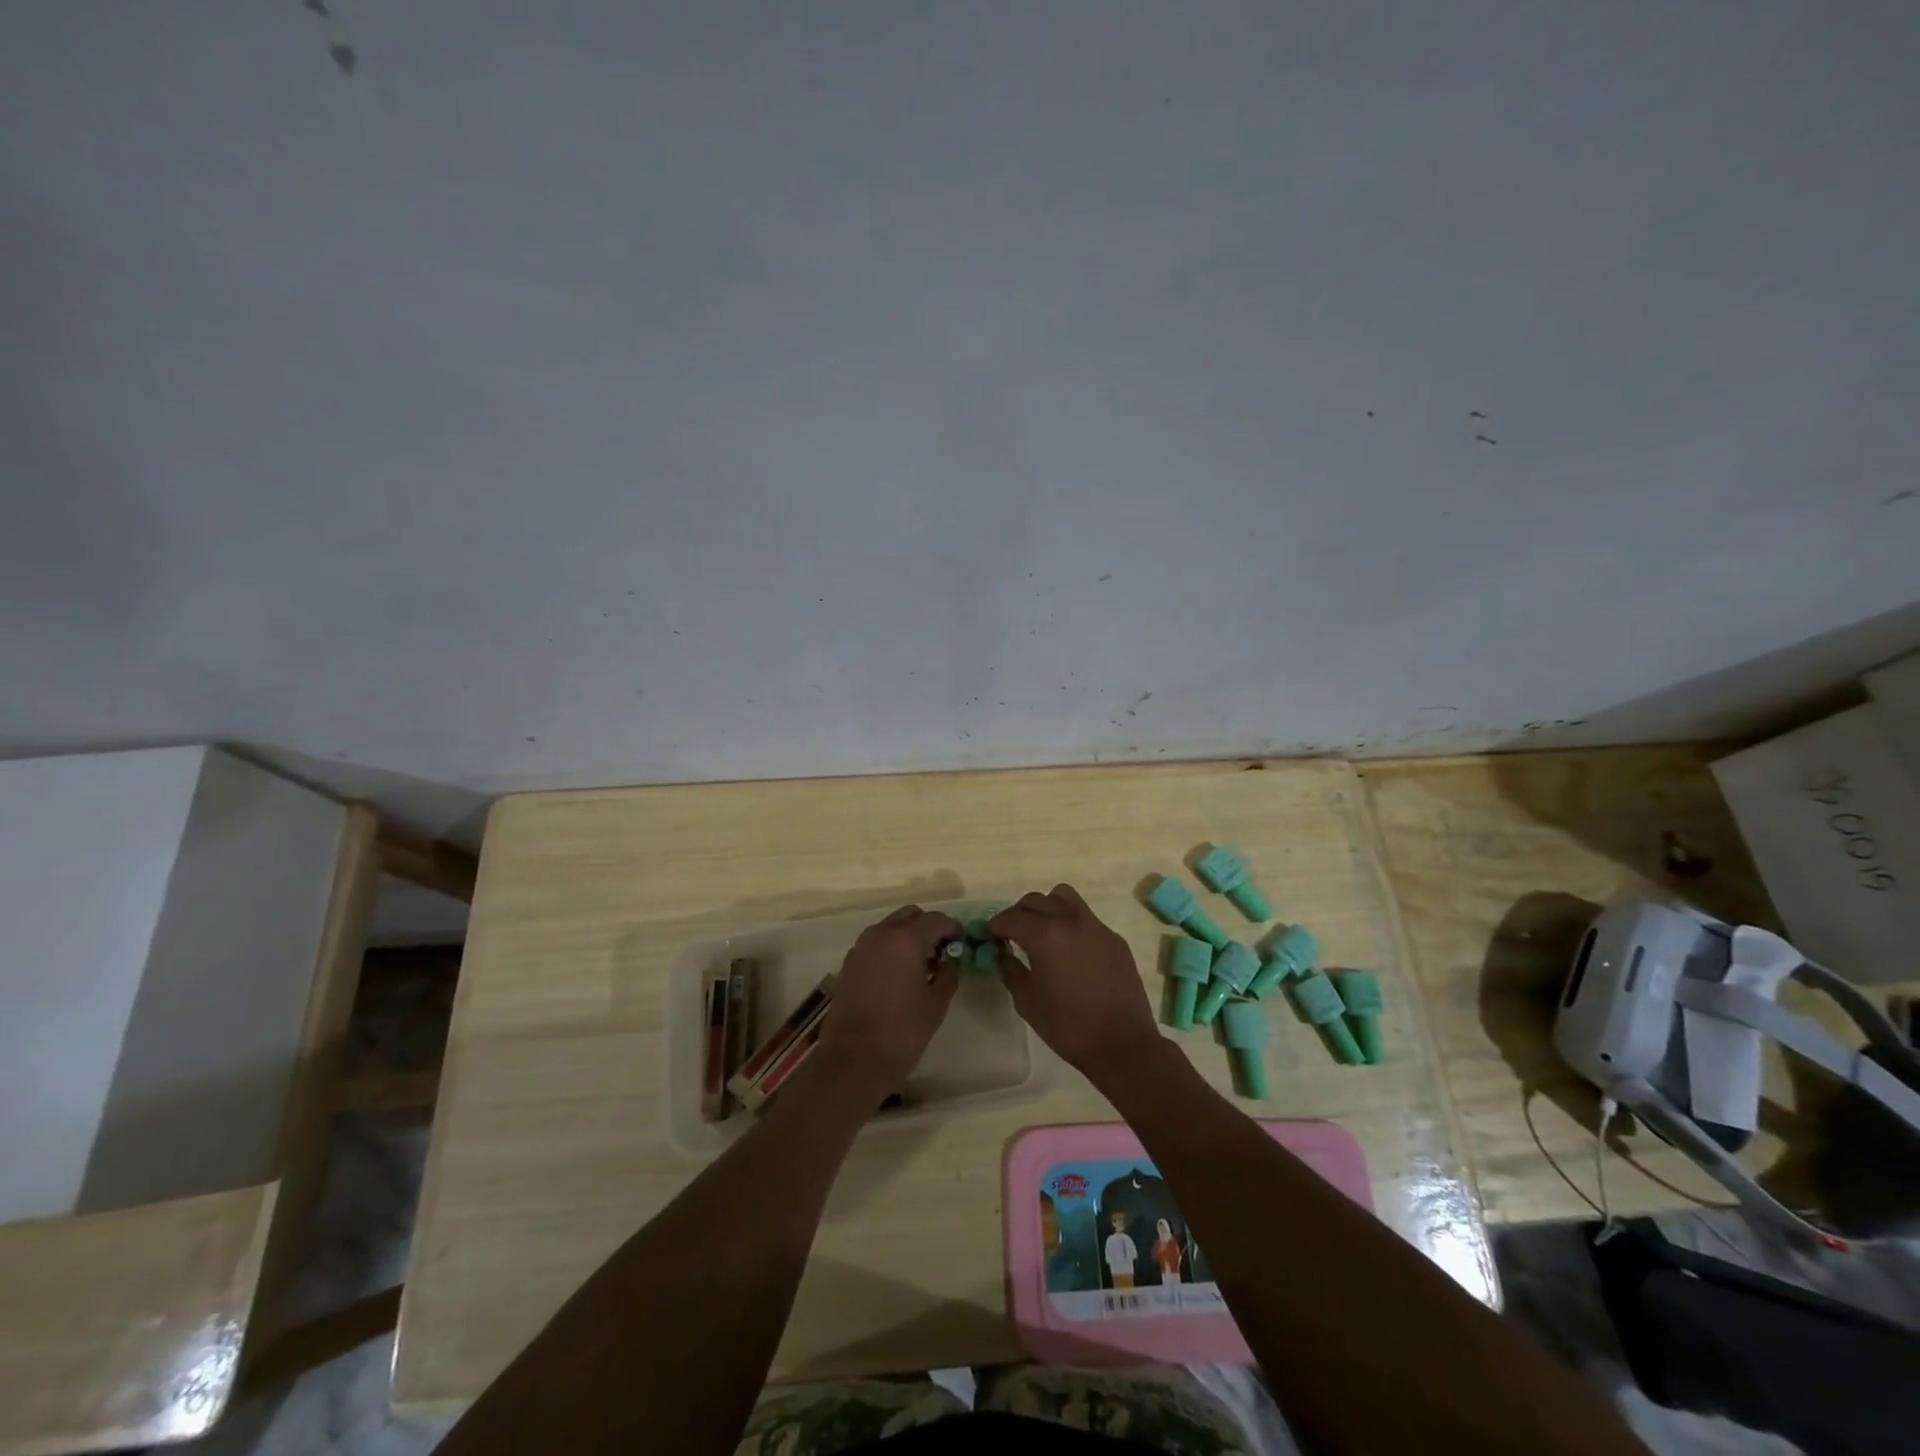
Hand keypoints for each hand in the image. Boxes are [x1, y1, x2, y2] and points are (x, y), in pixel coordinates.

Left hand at [816, 905, 962, 1094]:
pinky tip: (901, 973)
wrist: (854, 1060)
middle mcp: (881, 934)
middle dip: (928, 927)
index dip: (952, 928)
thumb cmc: (902, 1032)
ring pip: (891, 927)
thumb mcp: (936, 1004)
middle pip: (910, 915)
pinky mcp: (850, 963)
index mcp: (905, 939)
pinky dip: (891, 947)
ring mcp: (861, 947)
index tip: (962, 943)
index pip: (935, 920)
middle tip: (942, 951)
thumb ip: (948, 974)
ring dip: (908, 936)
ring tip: (922, 963)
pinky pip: (876, 943)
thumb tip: (950, 961)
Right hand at [988, 885, 1163, 1083]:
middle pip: (1035, 900)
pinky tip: (1070, 950)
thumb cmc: (1068, 1026)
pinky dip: (1071, 923)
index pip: (1011, 917)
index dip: (996, 925)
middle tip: (1012, 935)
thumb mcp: (1027, 1001)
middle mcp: (1070, 920)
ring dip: (1046, 907)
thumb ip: (1010, 970)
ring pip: (1064, 897)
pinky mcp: (1114, 938)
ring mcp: (1096, 926)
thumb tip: (1000, 953)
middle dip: (1018, 914)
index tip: (990, 937)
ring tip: (1042, 931)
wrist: (1122, 1044)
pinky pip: (1086, 917)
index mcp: (1045, 935)